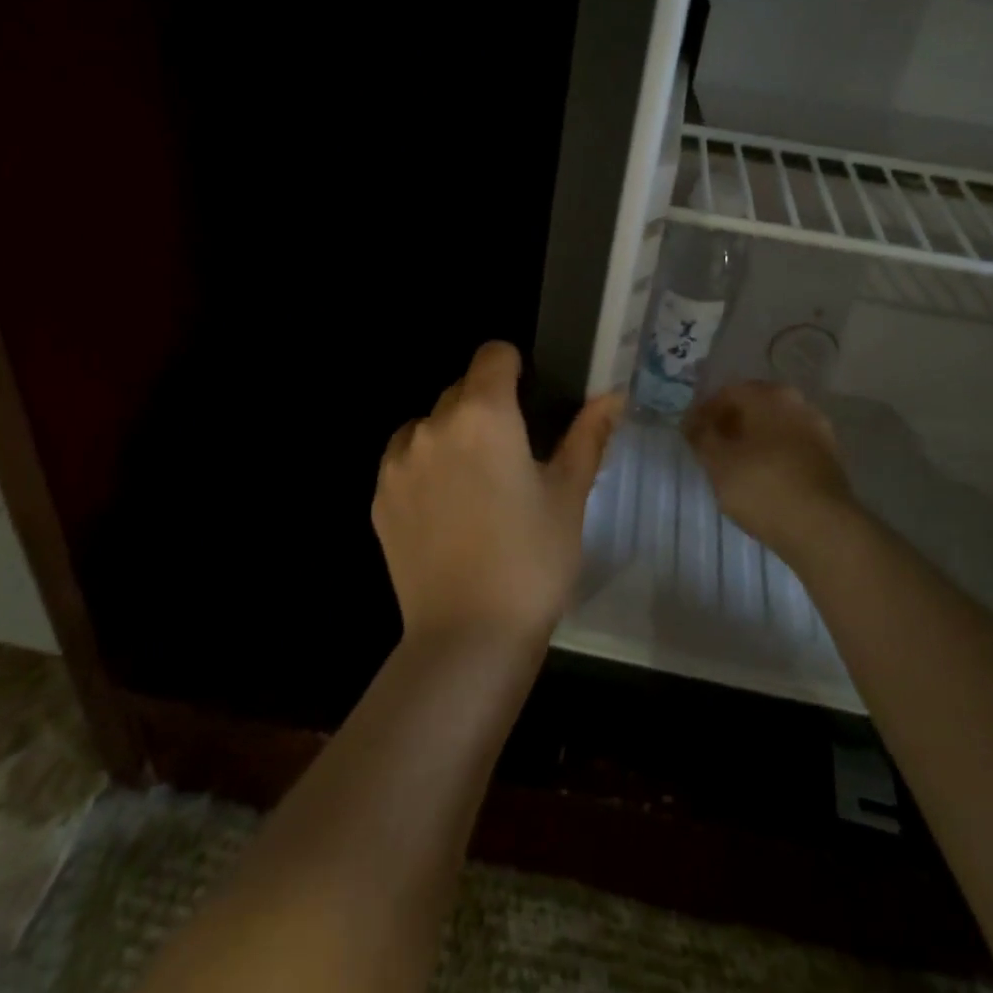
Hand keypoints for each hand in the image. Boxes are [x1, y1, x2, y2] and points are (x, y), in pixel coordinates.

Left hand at [373, 341, 622, 643]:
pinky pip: (404, 460)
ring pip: (429, 425)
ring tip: (475, 485)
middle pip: (461, 390)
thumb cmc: (532, 560)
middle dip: (487, 406)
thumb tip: (612, 395)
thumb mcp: (569, 495)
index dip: (514, 366)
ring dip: (451, 436)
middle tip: (513, 454)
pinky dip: (424, 468)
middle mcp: (433, 426)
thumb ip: (588, 435)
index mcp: (484, 415)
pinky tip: (445, 512)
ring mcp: (398, 462)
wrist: (467, 638)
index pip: (493, 355)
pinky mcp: (379, 498)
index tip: (530, 397)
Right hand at [683, 381, 863, 563]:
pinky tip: (759, 478)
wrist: (822, 529)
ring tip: (732, 466)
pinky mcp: (829, 458)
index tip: (689, 434)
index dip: (703, 412)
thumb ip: (701, 437)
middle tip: (709, 447)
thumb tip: (693, 423)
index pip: (727, 393)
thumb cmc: (762, 487)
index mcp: (769, 396)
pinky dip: (772, 455)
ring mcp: (818, 430)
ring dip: (752, 440)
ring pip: (774, 427)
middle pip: (754, 407)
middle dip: (729, 424)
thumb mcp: (717, 462)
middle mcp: (798, 403)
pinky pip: (790, 447)